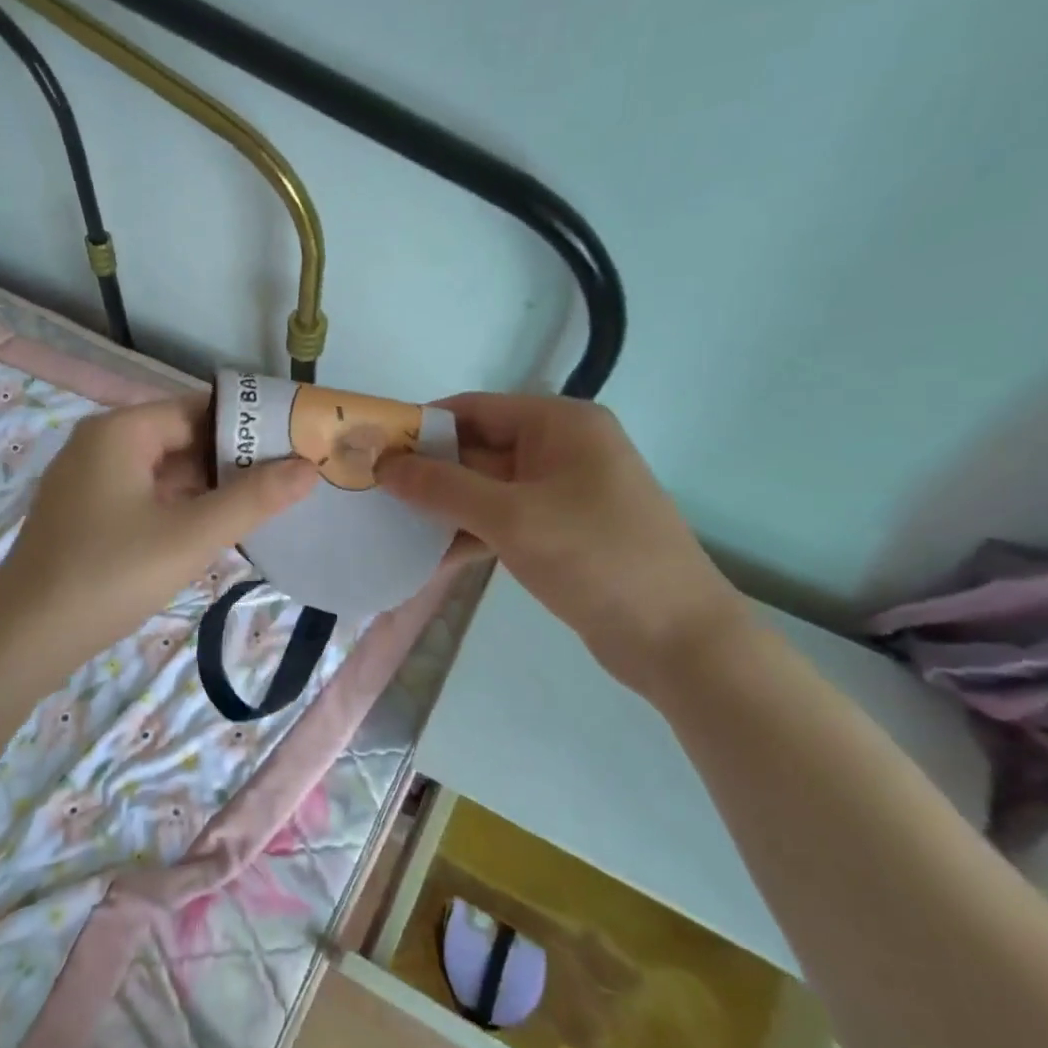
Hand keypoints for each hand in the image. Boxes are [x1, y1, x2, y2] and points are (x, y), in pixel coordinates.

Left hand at [0, 396, 316, 681]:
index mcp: (121, 431)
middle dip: (231, 460)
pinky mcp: (85, 515)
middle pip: (180, 438)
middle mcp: (100, 444)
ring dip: (207, 487)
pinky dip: (178, 507)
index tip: (294, 446)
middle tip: (286, 482)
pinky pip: (143, 496)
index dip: (248, 425)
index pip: (199, 409)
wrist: (26, 637)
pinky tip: (210, 530)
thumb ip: (253, 499)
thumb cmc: (111, 575)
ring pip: (162, 471)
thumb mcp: (190, 536)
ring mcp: (88, 481)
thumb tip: (307, 466)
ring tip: (260, 507)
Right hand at [377, 393, 744, 690]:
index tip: (371, 450)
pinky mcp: (561, 533)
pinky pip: (503, 521)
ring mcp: (563, 494)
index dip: (420, 426)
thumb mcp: (511, 517)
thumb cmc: (595, 558)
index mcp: (560, 425)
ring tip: (389, 526)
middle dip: (427, 472)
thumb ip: (442, 487)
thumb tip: (382, 463)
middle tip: (370, 493)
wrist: (677, 638)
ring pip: (486, 489)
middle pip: (478, 448)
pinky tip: (429, 559)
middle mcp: (562, 449)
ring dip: (443, 508)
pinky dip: (469, 535)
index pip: (473, 409)